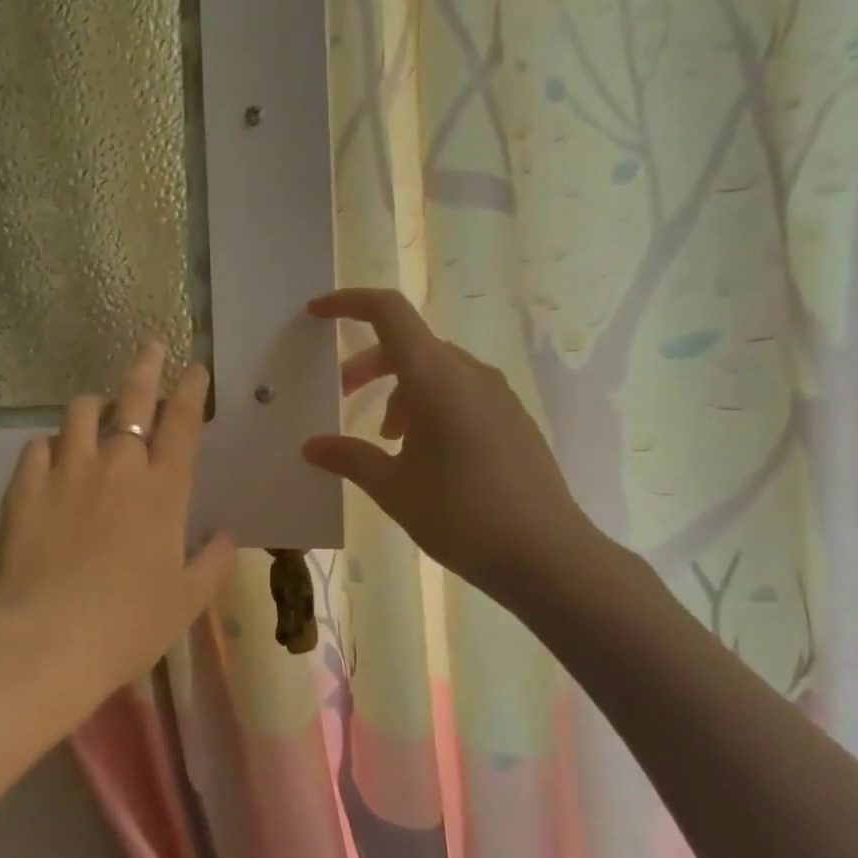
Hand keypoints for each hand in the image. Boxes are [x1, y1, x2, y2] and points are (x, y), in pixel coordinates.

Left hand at [0, 343, 235, 727]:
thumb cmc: (129, 624)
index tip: (195, 368)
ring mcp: (67, 470)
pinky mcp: (25, 486)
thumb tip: (224, 534)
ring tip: (98, 411)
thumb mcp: (188, 600)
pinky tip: (53, 459)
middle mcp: (117, 465)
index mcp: (164, 489)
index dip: (192, 389)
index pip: (183, 422)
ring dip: (95, 405)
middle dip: (147, 366)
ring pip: (81, 411)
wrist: (48, 641)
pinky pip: (38, 446)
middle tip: (152, 346)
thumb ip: (213, 561)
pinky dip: (51, 446)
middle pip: (134, 398)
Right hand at [303, 289, 619, 621]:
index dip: (349, 303)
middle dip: (368, 364)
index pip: (388, 312)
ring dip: (400, 389)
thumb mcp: (393, 488)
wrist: (547, 555)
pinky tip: (426, 453)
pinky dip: (431, 404)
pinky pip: (462, 392)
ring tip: (386, 438)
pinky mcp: (513, 419)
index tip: (317, 313)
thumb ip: (349, 458)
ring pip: (437, 370)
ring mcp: (498, 395)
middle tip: (343, 397)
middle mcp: (470, 374)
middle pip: (409, 344)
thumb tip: (311, 446)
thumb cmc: (460, 516)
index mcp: (436, 378)